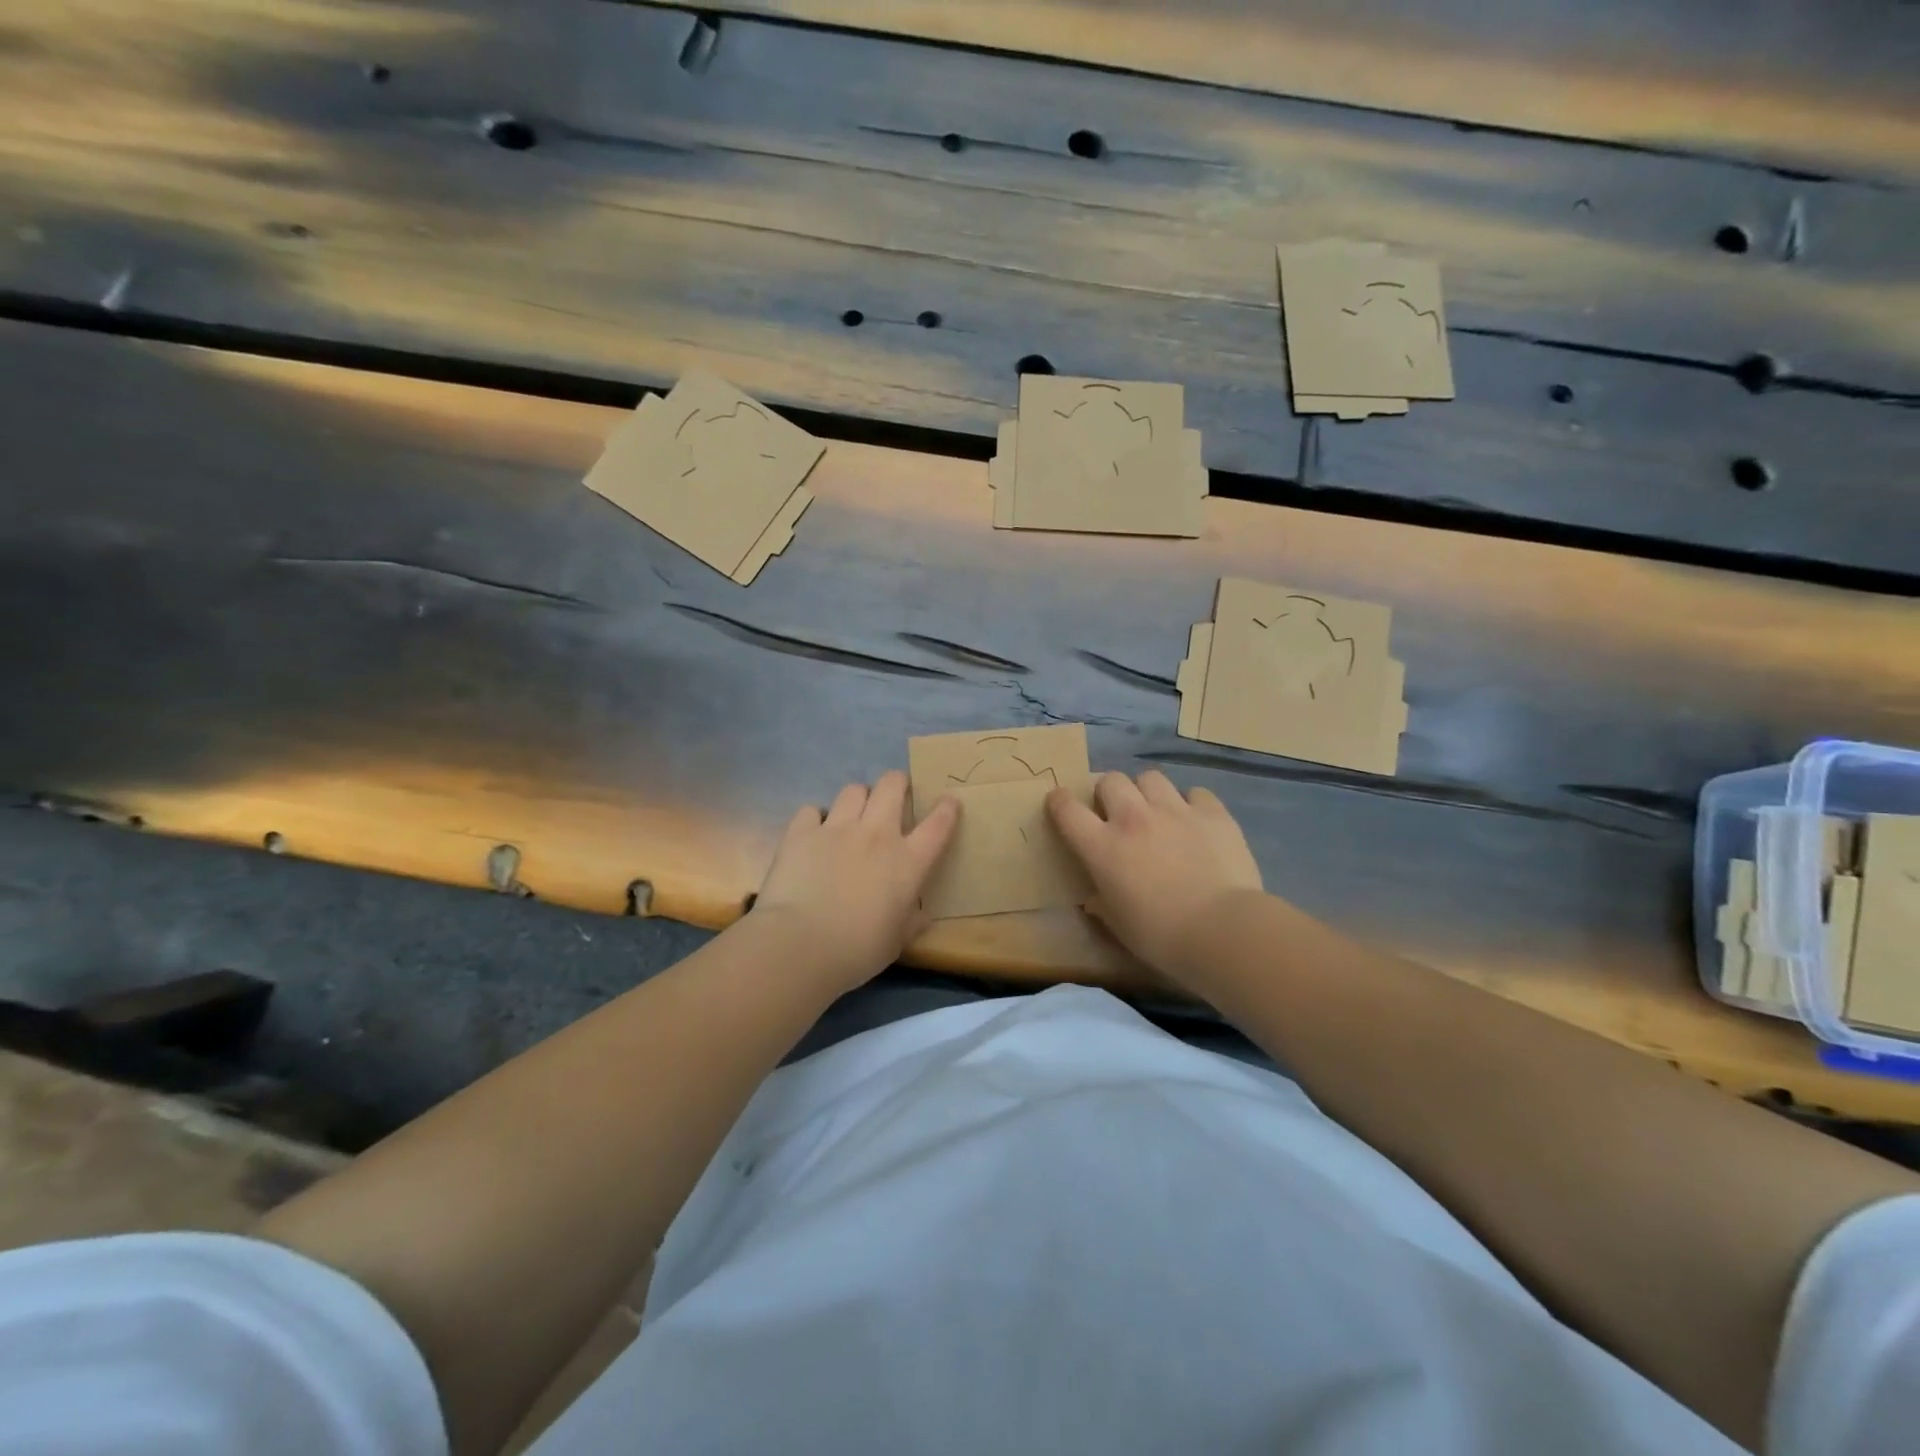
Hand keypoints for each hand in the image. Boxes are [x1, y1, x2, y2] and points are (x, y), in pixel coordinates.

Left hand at [751, 771, 959, 991]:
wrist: (800, 945)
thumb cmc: (857, 950)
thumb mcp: (895, 943)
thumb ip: (910, 923)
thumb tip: (920, 917)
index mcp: (907, 862)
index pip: (937, 825)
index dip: (946, 809)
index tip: (948, 802)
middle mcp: (877, 835)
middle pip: (892, 786)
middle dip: (897, 783)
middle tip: (895, 794)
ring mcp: (837, 829)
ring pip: (853, 790)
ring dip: (858, 799)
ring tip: (852, 813)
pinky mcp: (801, 833)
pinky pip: (811, 811)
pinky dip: (814, 819)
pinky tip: (812, 833)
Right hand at [1047, 770, 1263, 986]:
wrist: (1222, 930)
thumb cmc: (1161, 936)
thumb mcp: (1120, 926)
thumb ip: (1103, 906)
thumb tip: (1094, 900)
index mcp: (1103, 847)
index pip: (1067, 809)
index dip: (1059, 802)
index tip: (1060, 804)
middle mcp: (1134, 818)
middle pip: (1111, 781)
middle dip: (1109, 792)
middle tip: (1117, 813)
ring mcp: (1175, 811)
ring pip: (1150, 777)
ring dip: (1147, 791)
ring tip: (1157, 810)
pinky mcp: (1213, 813)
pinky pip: (1196, 792)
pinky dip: (1192, 803)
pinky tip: (1197, 821)